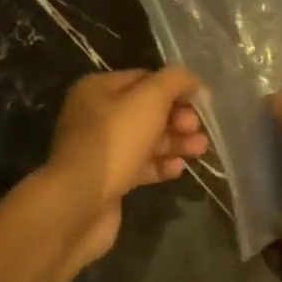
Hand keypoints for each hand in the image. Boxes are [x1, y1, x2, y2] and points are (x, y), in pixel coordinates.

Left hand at [42, 67, 208, 267]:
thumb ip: (174, 81)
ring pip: (146, 139)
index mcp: (98, 89)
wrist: (79, 202)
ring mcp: (101, 150)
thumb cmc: (116, 141)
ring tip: (200, 150)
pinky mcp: (108, 179)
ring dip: (174, 142)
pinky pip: (139, 166)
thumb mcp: (149, 99)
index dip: (175, 88)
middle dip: (177, 118)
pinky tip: (179, 169)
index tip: (202, 102)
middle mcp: (96, 116)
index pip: (144, 79)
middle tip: (197, 129)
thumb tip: (192, 80)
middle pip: (147, 111)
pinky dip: (160, 165)